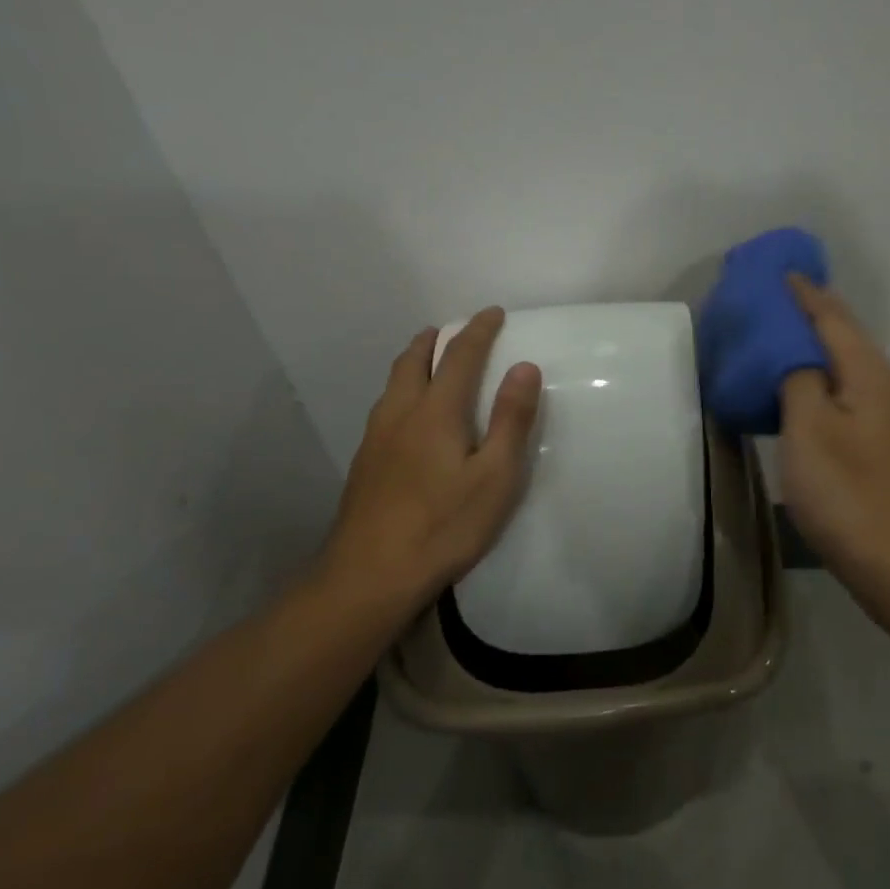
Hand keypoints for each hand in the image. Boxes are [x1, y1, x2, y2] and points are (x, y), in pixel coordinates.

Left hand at [318, 308, 542, 607]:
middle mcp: (400, 414)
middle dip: (436, 339)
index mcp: (435, 412)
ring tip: (428, 361)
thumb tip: (525, 366)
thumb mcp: (495, 477)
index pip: (459, 356)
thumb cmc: (444, 526)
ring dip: (413, 362)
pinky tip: (407, 416)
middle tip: (453, 330)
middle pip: (414, 360)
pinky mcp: (364, 464)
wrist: (370, 576)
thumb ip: (511, 419)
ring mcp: (375, 439)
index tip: (493, 313)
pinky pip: (384, 407)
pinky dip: (401, 390)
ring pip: (393, 383)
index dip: (478, 330)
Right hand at [778, 276, 889, 603]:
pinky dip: (824, 385)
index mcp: (870, 374)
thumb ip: (798, 380)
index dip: (802, 293)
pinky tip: (807, 401)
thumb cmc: (851, 495)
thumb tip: (796, 354)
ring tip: (779, 347)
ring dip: (816, 353)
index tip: (776, 272)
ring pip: (849, 371)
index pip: (831, 316)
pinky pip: (852, 398)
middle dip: (809, 317)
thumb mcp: (809, 431)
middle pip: (845, 339)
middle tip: (770, 307)